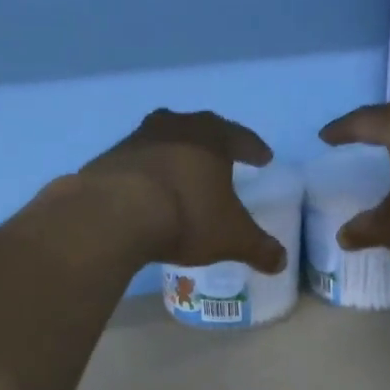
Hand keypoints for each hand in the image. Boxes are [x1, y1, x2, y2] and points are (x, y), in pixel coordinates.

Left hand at [80, 109, 288, 272]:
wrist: (115, 214)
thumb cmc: (187, 217)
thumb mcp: (231, 238)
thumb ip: (259, 248)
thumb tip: (281, 262)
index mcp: (211, 137)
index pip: (240, 137)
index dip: (253, 148)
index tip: (264, 158)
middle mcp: (174, 127)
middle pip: (198, 129)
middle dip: (211, 144)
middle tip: (220, 159)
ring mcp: (136, 139)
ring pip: (163, 141)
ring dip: (174, 155)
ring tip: (181, 175)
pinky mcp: (108, 159)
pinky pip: (135, 163)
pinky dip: (145, 175)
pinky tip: (147, 193)